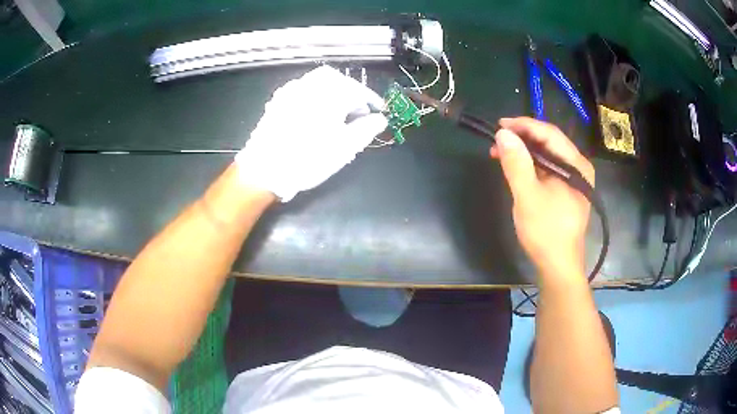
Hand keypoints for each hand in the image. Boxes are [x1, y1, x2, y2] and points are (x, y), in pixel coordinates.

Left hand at [235, 66, 387, 201]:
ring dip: (332, 90)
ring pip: (316, 81)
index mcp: (329, 94)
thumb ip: (367, 129)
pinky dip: (314, 95)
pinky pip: (301, 89)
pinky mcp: (277, 102)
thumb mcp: (345, 147)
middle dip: (350, 90)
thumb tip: (380, 119)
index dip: (371, 100)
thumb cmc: (309, 158)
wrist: (265, 169)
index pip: (357, 90)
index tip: (379, 111)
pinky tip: (314, 112)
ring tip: (337, 111)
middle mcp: (309, 86)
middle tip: (357, 109)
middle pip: (336, 78)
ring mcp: (290, 92)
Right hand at [491, 117, 594, 280]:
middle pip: (549, 141)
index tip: (499, 125)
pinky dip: (531, 164)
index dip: (524, 125)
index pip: (549, 133)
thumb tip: (503, 133)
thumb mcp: (528, 196)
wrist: (558, 265)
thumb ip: (516, 163)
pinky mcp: (567, 189)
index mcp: (576, 164)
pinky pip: (548, 167)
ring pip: (547, 154)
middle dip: (522, 138)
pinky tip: (516, 166)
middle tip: (497, 139)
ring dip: (524, 151)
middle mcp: (578, 166)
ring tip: (501, 152)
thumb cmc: (546, 232)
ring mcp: (574, 178)